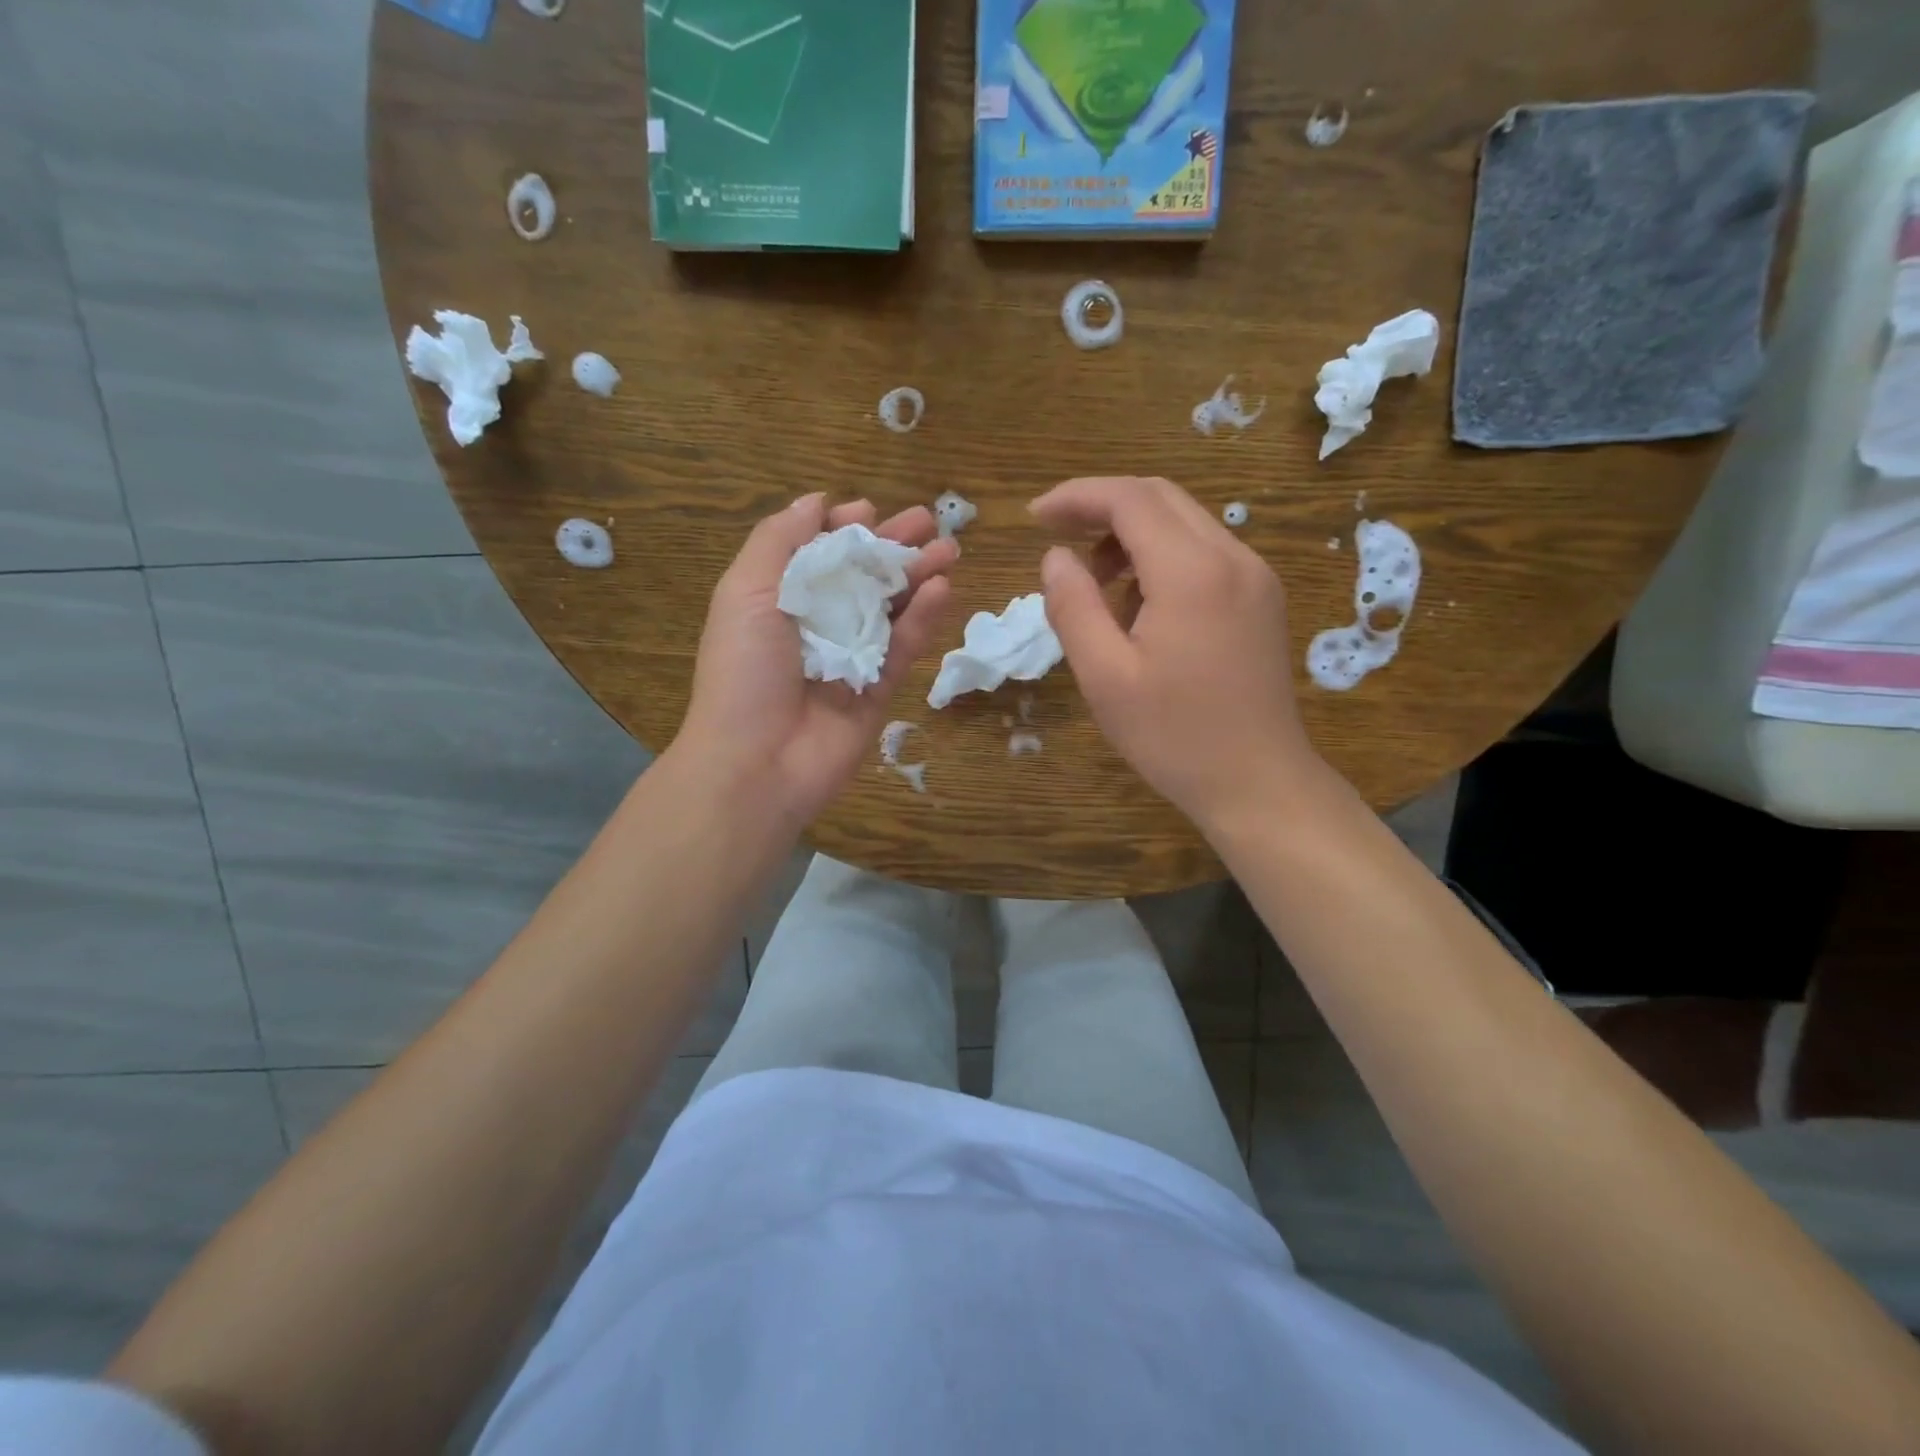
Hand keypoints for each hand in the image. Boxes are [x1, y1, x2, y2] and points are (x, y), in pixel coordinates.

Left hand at [675, 494, 955, 827]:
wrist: (758, 763)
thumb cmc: (745, 671)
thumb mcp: (746, 591)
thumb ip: (779, 541)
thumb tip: (815, 501)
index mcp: (778, 600)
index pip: (817, 554)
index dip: (843, 529)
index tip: (870, 510)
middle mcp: (816, 625)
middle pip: (860, 577)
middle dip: (893, 547)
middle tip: (930, 522)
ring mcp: (850, 658)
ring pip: (890, 608)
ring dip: (918, 576)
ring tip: (950, 549)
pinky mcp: (879, 689)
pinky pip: (904, 647)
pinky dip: (924, 618)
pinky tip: (943, 588)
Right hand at [1031, 476, 1323, 830]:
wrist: (1258, 782)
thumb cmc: (1174, 737)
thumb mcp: (1105, 677)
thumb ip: (1073, 607)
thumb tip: (1055, 556)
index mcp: (1192, 573)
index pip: (1129, 499)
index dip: (1076, 497)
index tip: (1034, 517)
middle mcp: (1233, 558)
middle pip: (1160, 498)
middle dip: (1102, 507)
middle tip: (1056, 537)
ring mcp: (1255, 576)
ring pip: (1185, 522)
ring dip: (1132, 534)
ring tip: (1095, 584)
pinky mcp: (1261, 599)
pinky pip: (1205, 552)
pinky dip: (1162, 557)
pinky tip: (1139, 604)